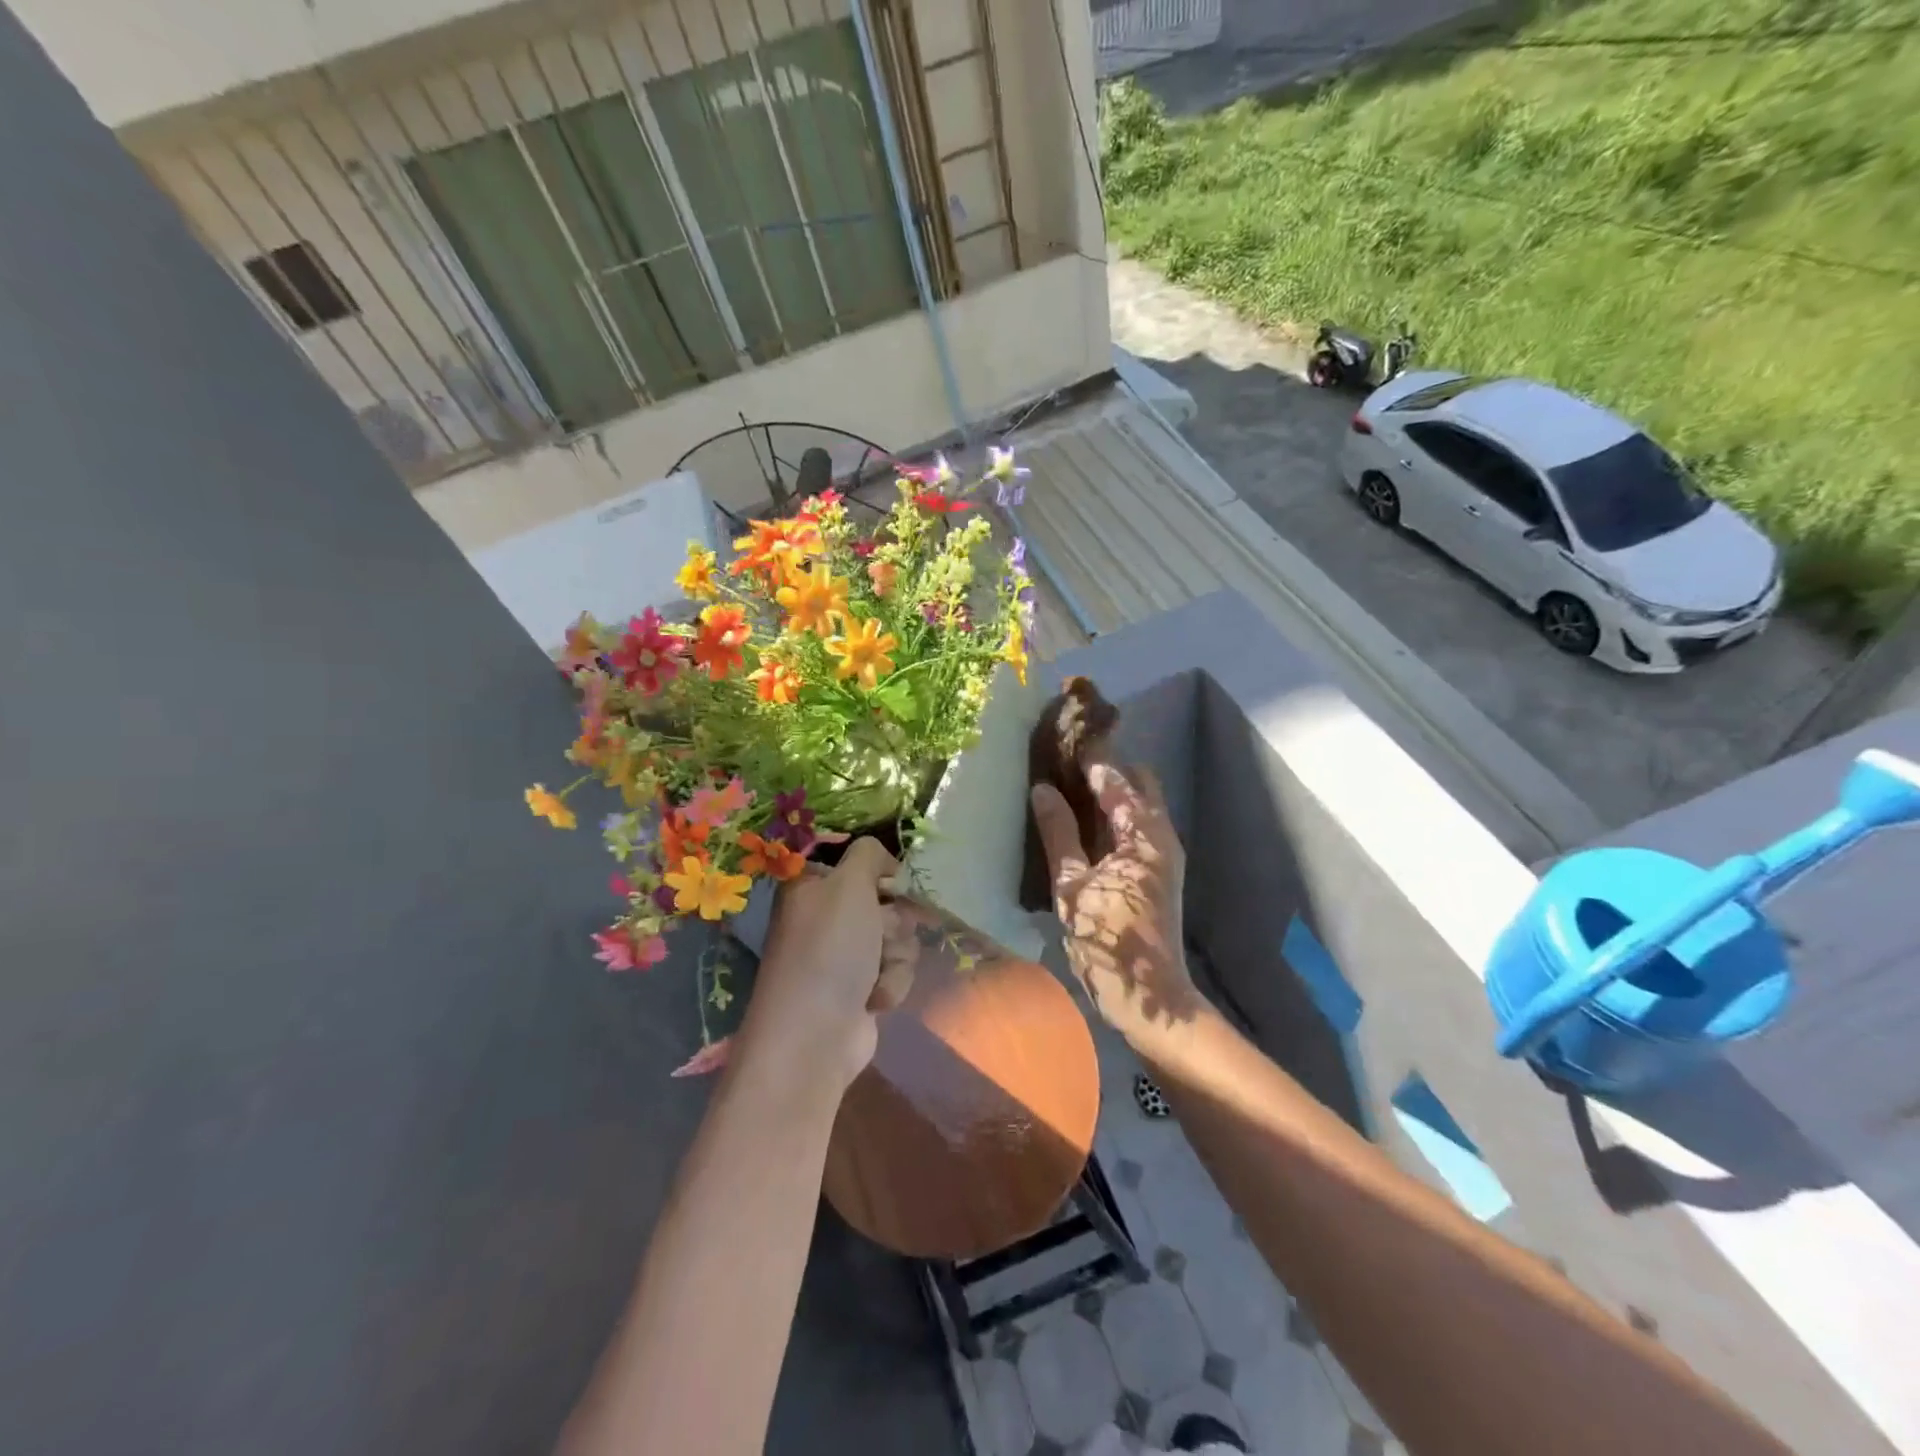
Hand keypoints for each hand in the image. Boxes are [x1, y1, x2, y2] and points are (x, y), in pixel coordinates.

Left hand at [735, 837, 917, 1098]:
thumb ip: (869, 854)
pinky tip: (875, 998)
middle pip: (884, 899)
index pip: (855, 861)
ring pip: (896, 935)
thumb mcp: (849, 884)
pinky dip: (891, 982)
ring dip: (896, 953)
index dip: (879, 871)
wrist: (815, 1036)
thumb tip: (884, 861)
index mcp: (811, 885)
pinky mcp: (860, 987)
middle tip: (881, 932)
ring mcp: (843, 954)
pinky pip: (895, 969)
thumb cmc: (828, 950)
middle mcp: (825, 916)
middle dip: (893, 918)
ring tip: (876, 973)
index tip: (892, 881)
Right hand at [1031, 762, 1200, 1042]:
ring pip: (1141, 804)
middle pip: (1139, 782)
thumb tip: (1042, 789)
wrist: (1150, 998)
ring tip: (1068, 787)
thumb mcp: (1072, 886)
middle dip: (1107, 768)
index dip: (1090, 756)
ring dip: (1111, 791)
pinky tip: (1083, 824)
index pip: (1116, 777)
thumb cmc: (1108, 940)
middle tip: (1065, 764)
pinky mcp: (1159, 872)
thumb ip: (1058, 834)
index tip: (1063, 737)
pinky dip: (1114, 815)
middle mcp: (1161, 835)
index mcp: (1143, 833)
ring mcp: (1164, 854)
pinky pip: (1138, 826)